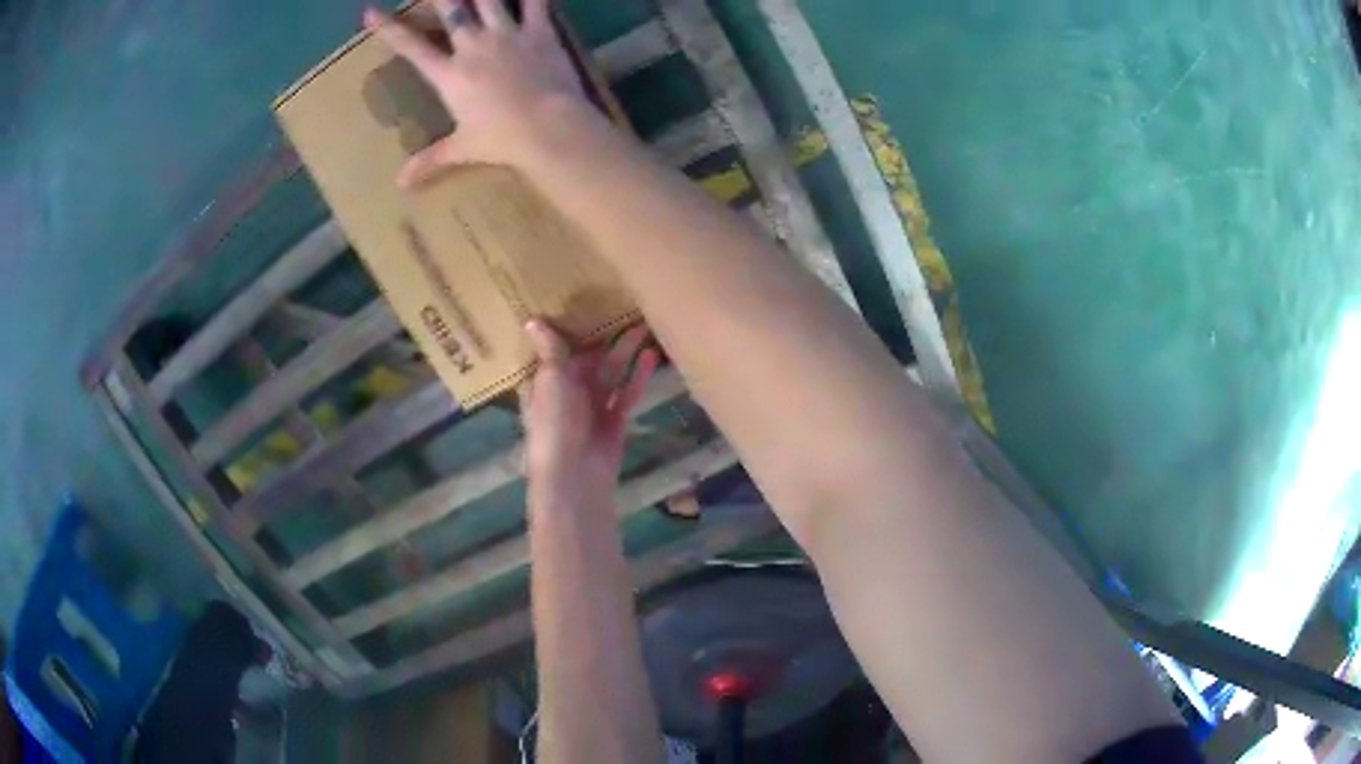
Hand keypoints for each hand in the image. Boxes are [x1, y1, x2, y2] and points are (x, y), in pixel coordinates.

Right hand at [364, 0, 590, 186]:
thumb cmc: (500, 140)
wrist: (546, 127)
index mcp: (449, 74)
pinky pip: (535, 2)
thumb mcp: (462, 150)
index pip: (410, 47)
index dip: (388, 29)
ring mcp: (506, 34)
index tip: (370, 13)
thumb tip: (400, 185)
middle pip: (450, 10)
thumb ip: (430, 161)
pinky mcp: (540, 31)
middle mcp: (472, 46)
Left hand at [520, 320, 658, 510]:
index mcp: (545, 381)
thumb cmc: (555, 423)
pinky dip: (639, 376)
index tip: (584, 301)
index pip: (556, 350)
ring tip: (644, 324)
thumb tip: (531, 318)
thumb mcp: (551, 380)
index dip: (568, 329)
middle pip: (588, 359)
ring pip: (611, 373)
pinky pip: (627, 393)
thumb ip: (551, 350)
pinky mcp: (614, 420)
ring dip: (626, 352)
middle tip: (624, 306)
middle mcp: (568, 391)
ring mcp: (592, 407)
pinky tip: (652, 356)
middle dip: (604, 337)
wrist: (575, 474)